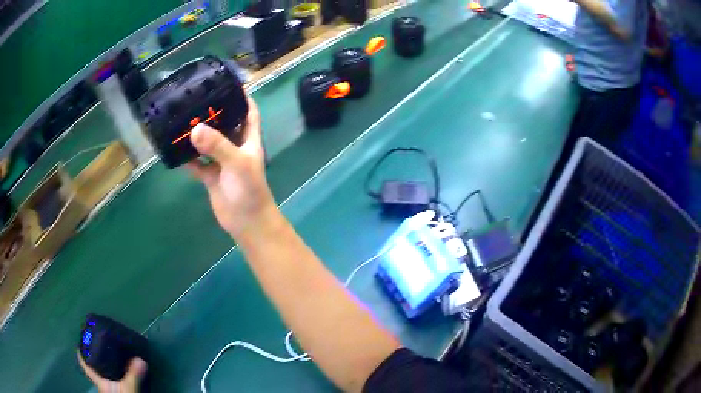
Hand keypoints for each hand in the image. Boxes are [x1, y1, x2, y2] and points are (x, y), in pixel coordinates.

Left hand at [77, 351, 146, 392]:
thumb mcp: (129, 389)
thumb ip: (133, 375)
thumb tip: (140, 359)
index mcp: (100, 381)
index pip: (86, 365)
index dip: (81, 353)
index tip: (81, 342)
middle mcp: (103, 385)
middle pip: (95, 369)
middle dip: (97, 358)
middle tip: (102, 346)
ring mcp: (110, 391)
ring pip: (104, 376)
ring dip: (107, 368)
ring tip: (113, 357)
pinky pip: (113, 382)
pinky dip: (116, 376)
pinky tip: (122, 373)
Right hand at [187, 96, 275, 238]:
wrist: (246, 222)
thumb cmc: (249, 190)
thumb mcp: (237, 163)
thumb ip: (217, 146)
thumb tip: (195, 129)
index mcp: (249, 140)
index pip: (249, 112)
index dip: (242, 98)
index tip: (228, 84)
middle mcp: (235, 147)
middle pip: (225, 125)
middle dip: (213, 113)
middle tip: (196, 99)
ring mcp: (222, 162)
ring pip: (208, 143)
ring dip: (197, 134)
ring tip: (181, 119)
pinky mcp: (211, 177)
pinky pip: (197, 163)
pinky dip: (188, 157)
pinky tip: (175, 148)